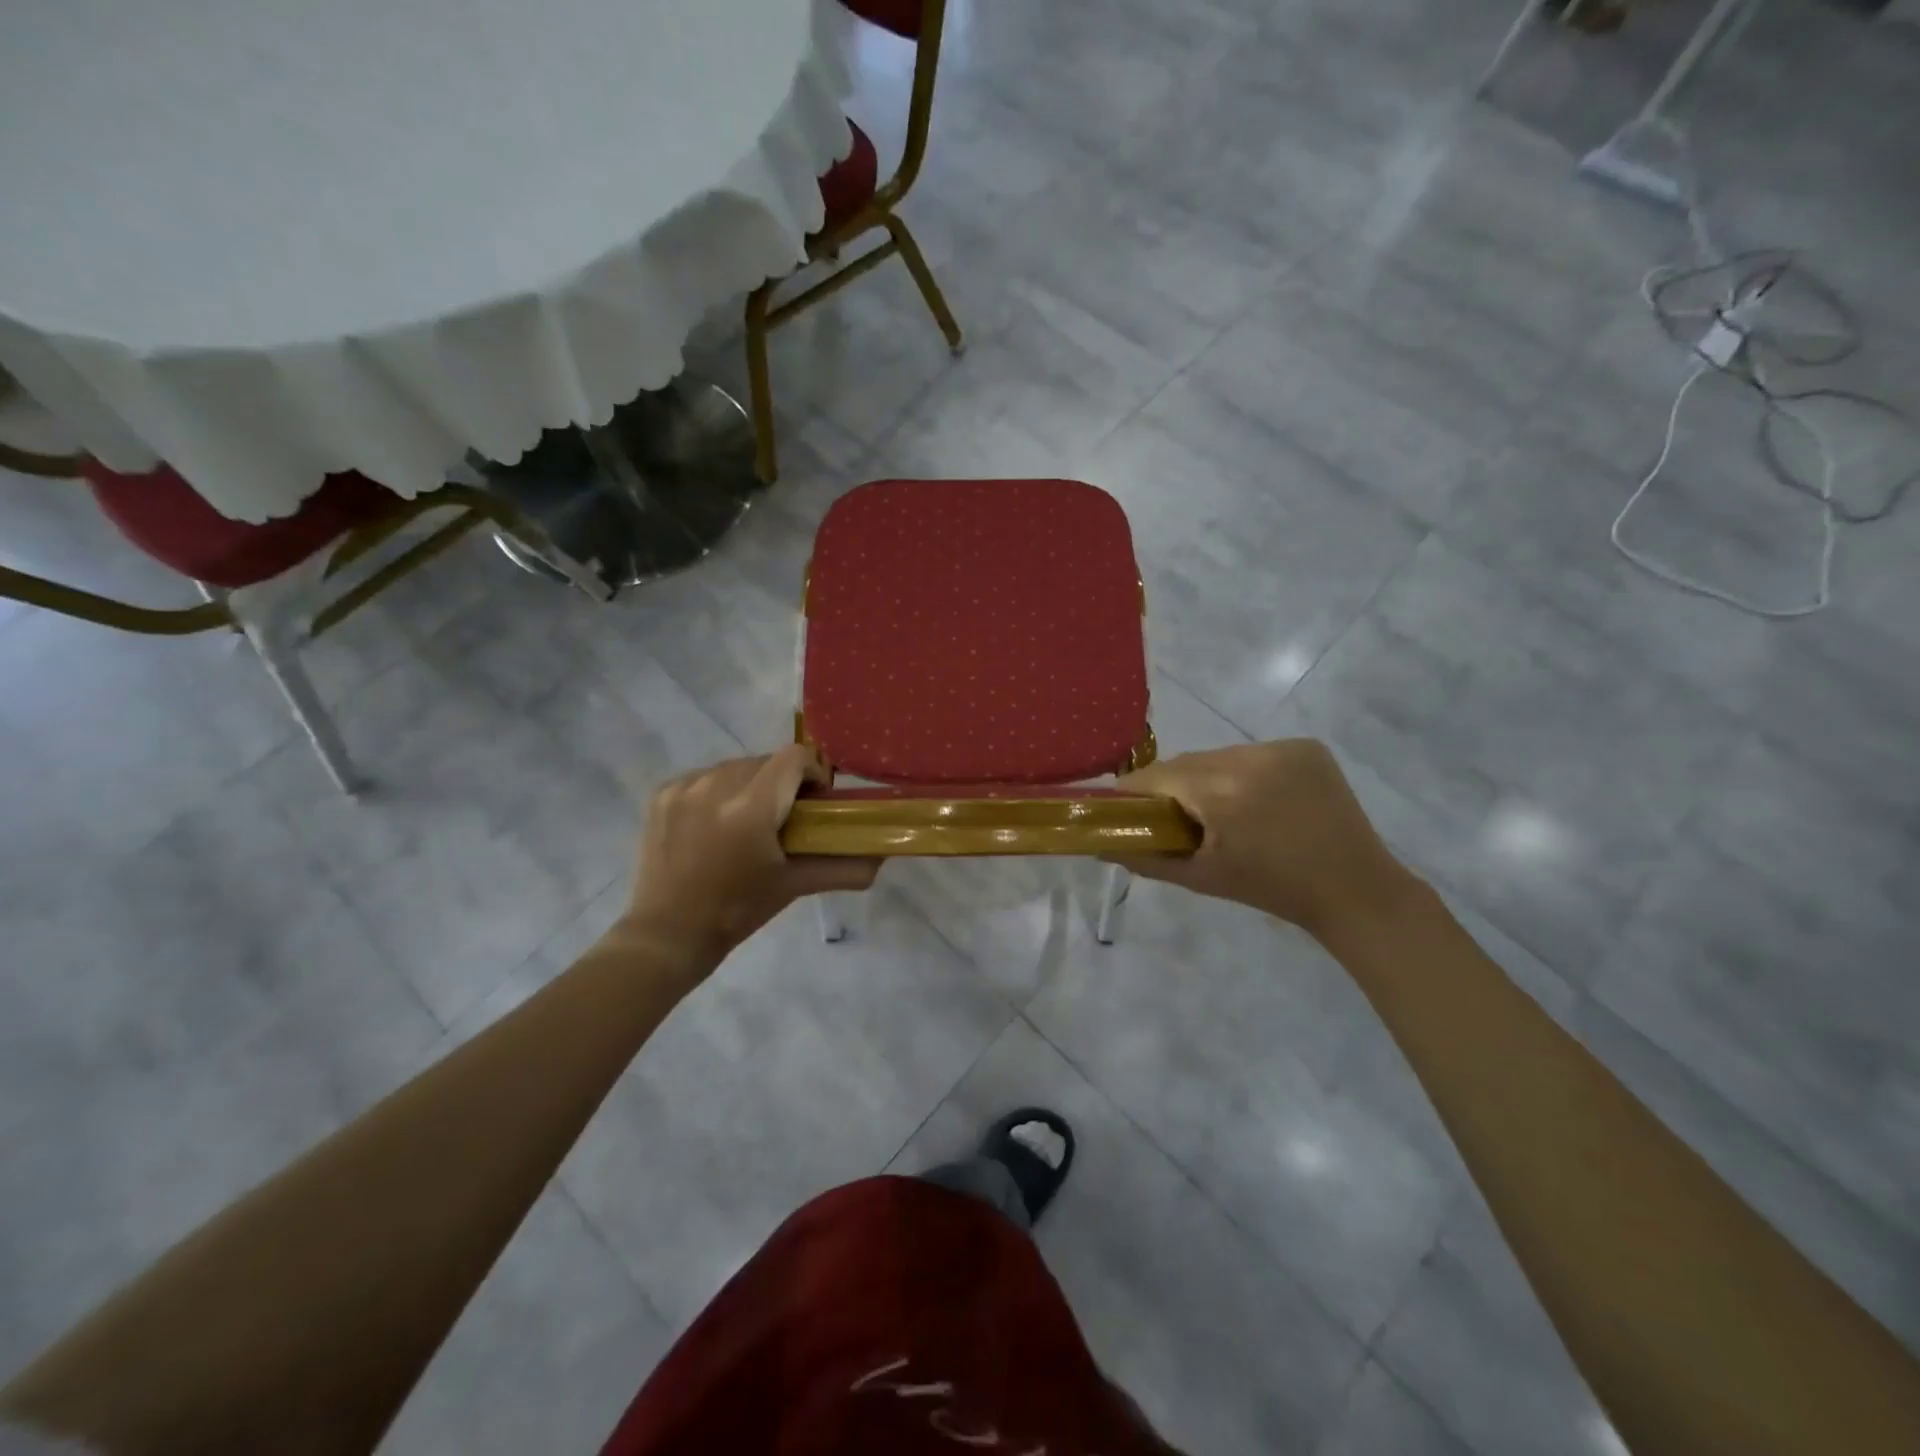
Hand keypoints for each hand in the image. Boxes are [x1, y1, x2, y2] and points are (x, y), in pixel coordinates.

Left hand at [624, 746, 878, 966]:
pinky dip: (719, 792)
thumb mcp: (793, 885)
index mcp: (751, 807)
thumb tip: (881, 859)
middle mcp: (716, 785)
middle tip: (785, 819)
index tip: (815, 801)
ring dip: (751, 785)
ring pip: (735, 767)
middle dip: (782, 783)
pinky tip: (716, 825)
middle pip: (766, 761)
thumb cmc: (737, 911)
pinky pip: (705, 777)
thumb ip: (843, 868)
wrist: (667, 934)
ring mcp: (685, 786)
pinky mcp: (663, 792)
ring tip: (747, 823)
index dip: (813, 772)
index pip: (795, 757)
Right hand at [1108, 739, 1417, 939]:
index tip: (1127, 810)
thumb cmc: (1272, 889)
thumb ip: (1146, 859)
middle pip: (1187, 763)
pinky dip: (1244, 771)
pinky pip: (1253, 753)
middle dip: (1174, 787)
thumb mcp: (1202, 878)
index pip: (1156, 776)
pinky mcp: (1306, 747)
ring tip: (1220, 810)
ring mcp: (1282, 748)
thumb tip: (1100, 847)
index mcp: (1222, 793)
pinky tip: (1256, 799)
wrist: (1354, 889)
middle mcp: (1249, 758)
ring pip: (1219, 756)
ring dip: (1208, 777)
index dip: (1135, 792)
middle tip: (1175, 818)